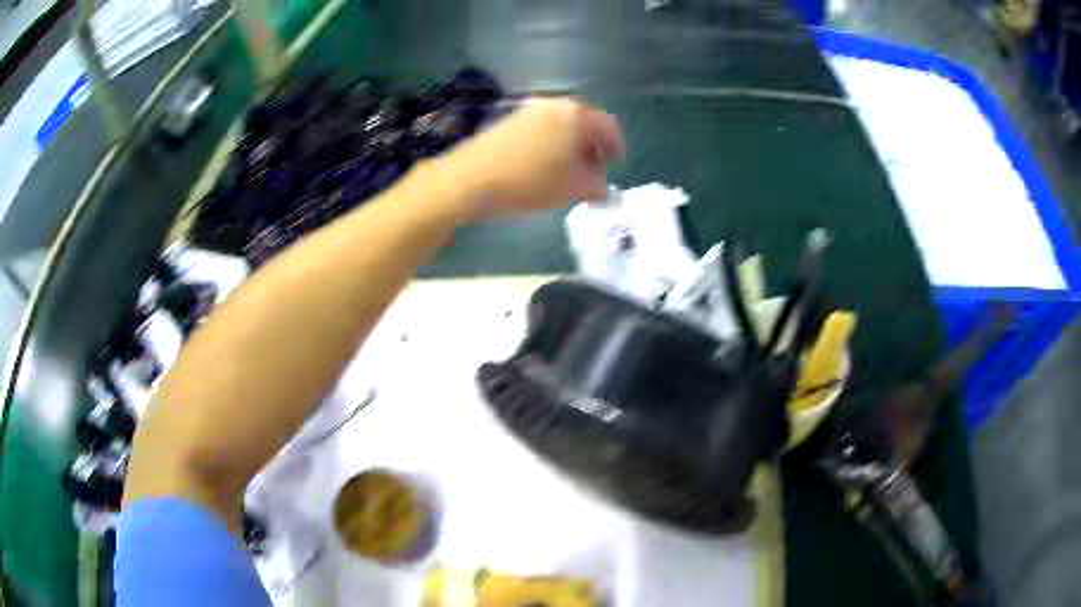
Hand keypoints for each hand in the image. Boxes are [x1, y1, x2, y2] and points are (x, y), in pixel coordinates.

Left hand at [440, 98, 625, 219]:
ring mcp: (529, 110)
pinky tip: (542, 166)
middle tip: (592, 172)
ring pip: (561, 126)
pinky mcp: (508, 120)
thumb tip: (600, 186)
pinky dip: (550, 145)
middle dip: (592, 148)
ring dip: (570, 147)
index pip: (608, 126)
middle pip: (584, 123)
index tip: (617, 162)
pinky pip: (540, 129)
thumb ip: (596, 185)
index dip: (616, 145)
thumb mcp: (573, 188)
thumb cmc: (531, 181)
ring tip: (566, 173)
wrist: (471, 178)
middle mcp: (555, 105)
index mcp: (577, 116)